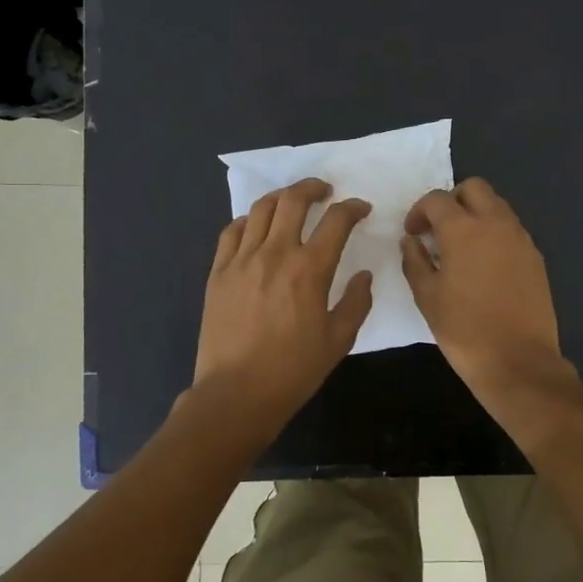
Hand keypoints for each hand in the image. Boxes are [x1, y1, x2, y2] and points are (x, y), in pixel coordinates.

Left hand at [193, 178, 373, 425]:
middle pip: (293, 200)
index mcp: (310, 270)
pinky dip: (249, 220)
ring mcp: (242, 260)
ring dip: (282, 197)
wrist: (236, 393)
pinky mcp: (218, 272)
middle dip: (313, 188)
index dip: (353, 208)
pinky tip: (257, 227)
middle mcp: (275, 254)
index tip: (361, 209)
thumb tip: (364, 275)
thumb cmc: (293, 370)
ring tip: (292, 201)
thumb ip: (357, 302)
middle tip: (325, 191)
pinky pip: (233, 230)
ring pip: (261, 209)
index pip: (336, 221)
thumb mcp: (339, 341)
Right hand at [401, 178, 568, 396]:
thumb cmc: (464, 330)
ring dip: (476, 214)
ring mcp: (520, 238)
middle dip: (452, 201)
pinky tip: (484, 264)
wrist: (518, 360)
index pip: (437, 200)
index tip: (413, 233)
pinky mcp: (535, 256)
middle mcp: (496, 223)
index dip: (419, 211)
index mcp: (464, 229)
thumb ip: (414, 261)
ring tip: (461, 247)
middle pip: (474, 188)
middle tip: (439, 229)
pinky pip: (511, 229)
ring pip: (497, 205)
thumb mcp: (427, 297)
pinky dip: (494, 233)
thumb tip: (412, 240)